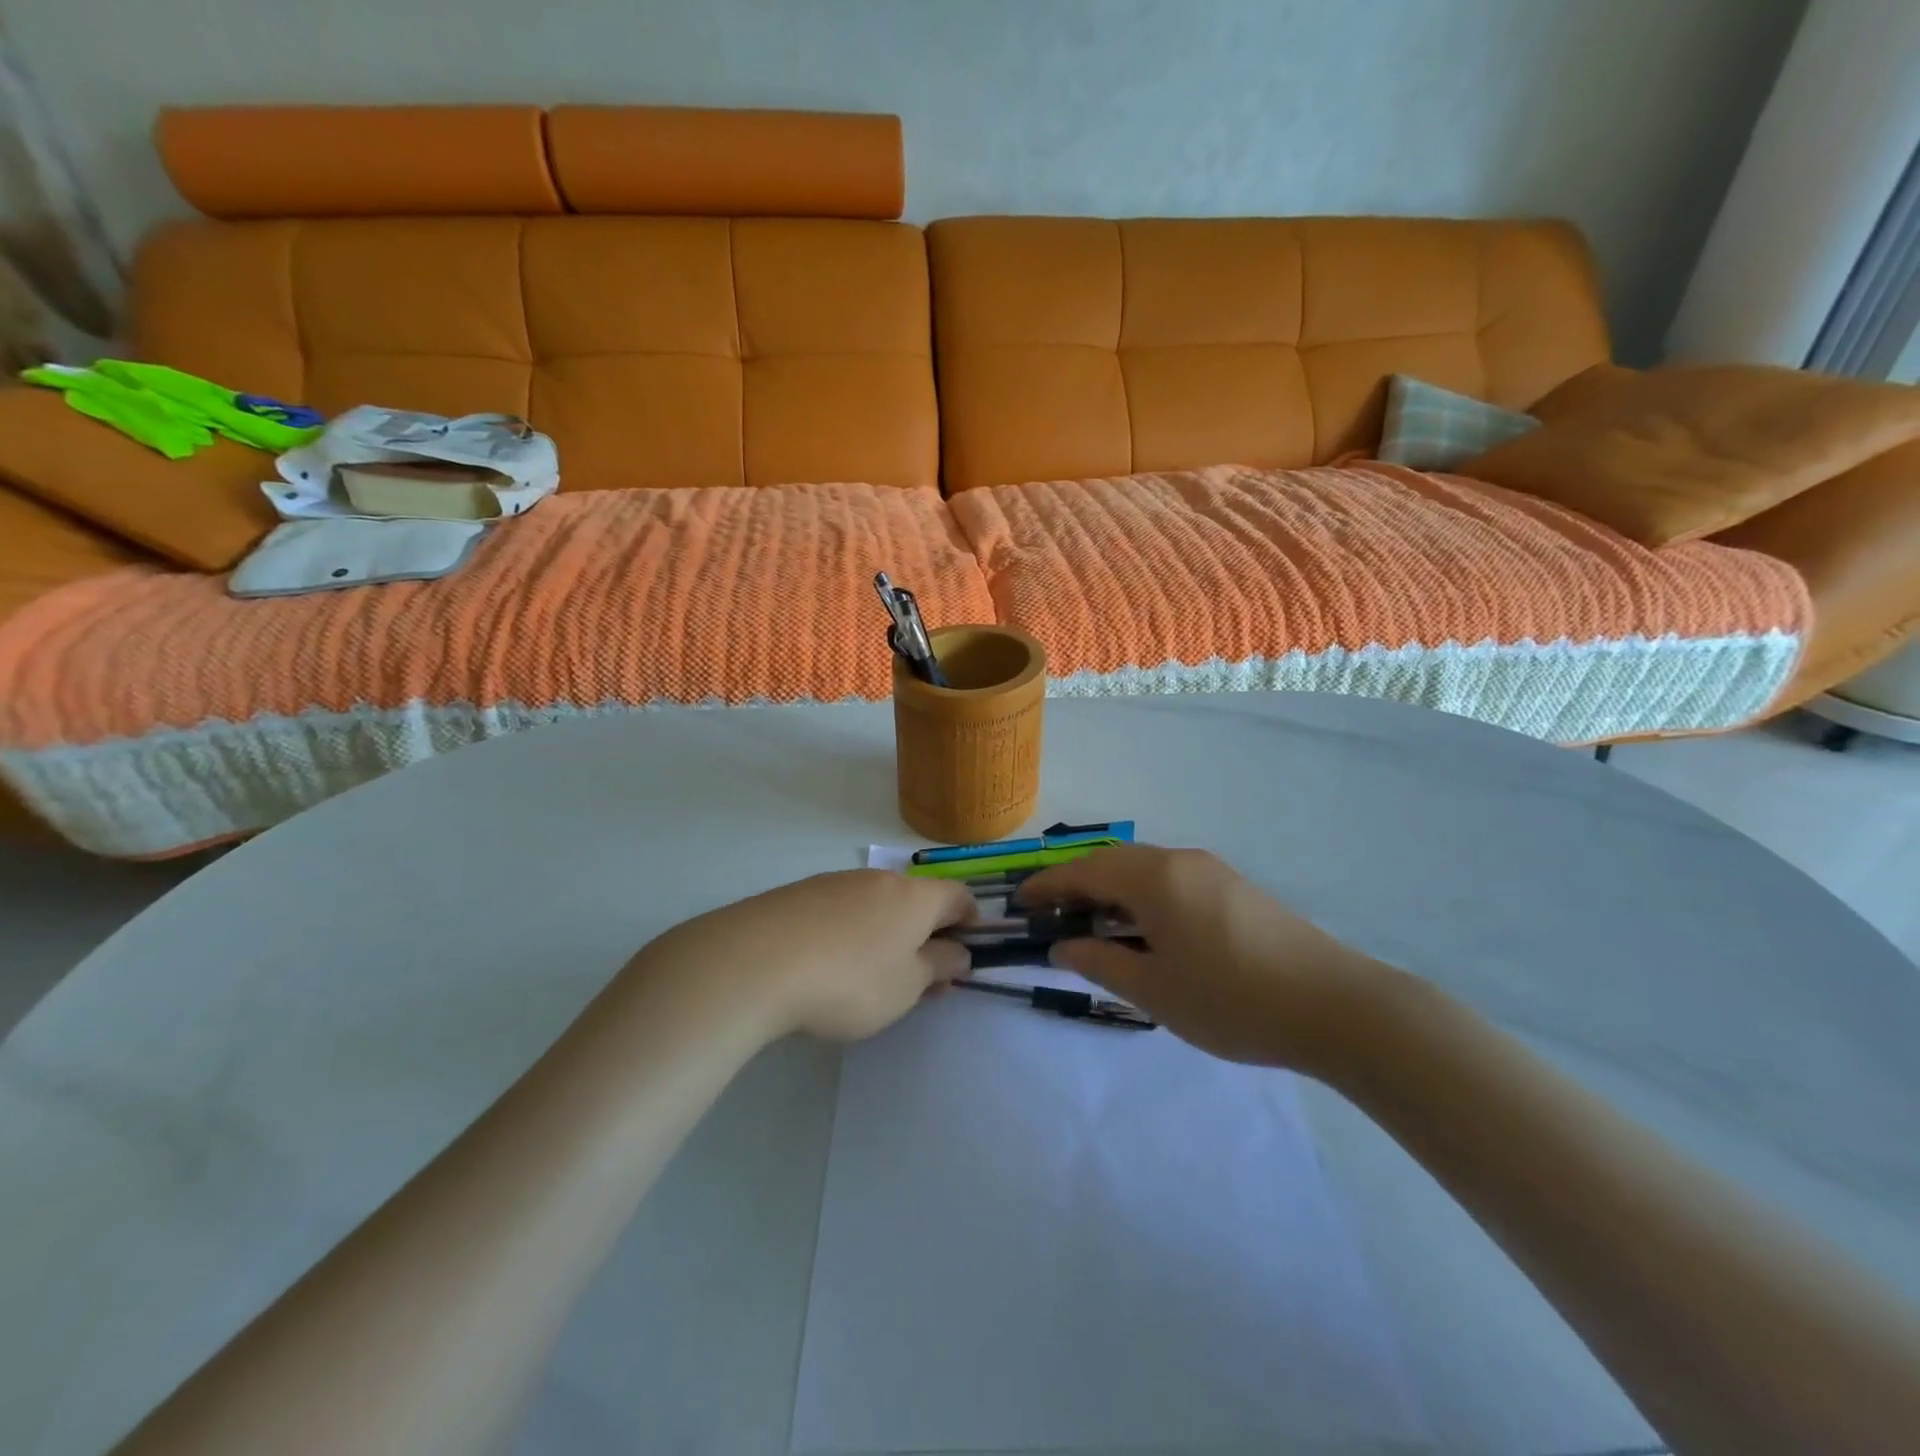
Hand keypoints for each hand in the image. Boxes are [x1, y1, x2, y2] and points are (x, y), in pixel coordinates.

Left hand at [637, 870, 975, 1042]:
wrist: (754, 963)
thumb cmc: (849, 979)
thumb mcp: (907, 986)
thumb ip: (939, 965)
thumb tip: (958, 951)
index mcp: (914, 896)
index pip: (958, 895)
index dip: (970, 922)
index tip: (965, 955)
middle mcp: (878, 879)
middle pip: (916, 902)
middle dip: (926, 937)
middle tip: (920, 982)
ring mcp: (834, 883)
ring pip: (876, 907)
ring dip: (886, 937)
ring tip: (871, 982)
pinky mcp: (797, 895)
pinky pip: (839, 912)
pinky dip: (848, 935)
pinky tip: (827, 967)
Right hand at [1018, 845, 1391, 1071]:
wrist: (1336, 1006)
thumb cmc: (1232, 1000)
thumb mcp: (1155, 991)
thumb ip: (1101, 962)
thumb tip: (1062, 945)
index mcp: (1154, 879)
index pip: (1084, 871)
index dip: (1047, 885)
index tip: (1019, 904)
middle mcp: (1180, 861)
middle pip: (1112, 862)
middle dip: (1076, 885)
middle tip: (1051, 916)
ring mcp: (1212, 871)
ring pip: (1144, 869)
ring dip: (1111, 890)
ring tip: (1093, 925)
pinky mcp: (1235, 888)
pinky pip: (1171, 880)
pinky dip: (1142, 896)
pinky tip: (1145, 930)